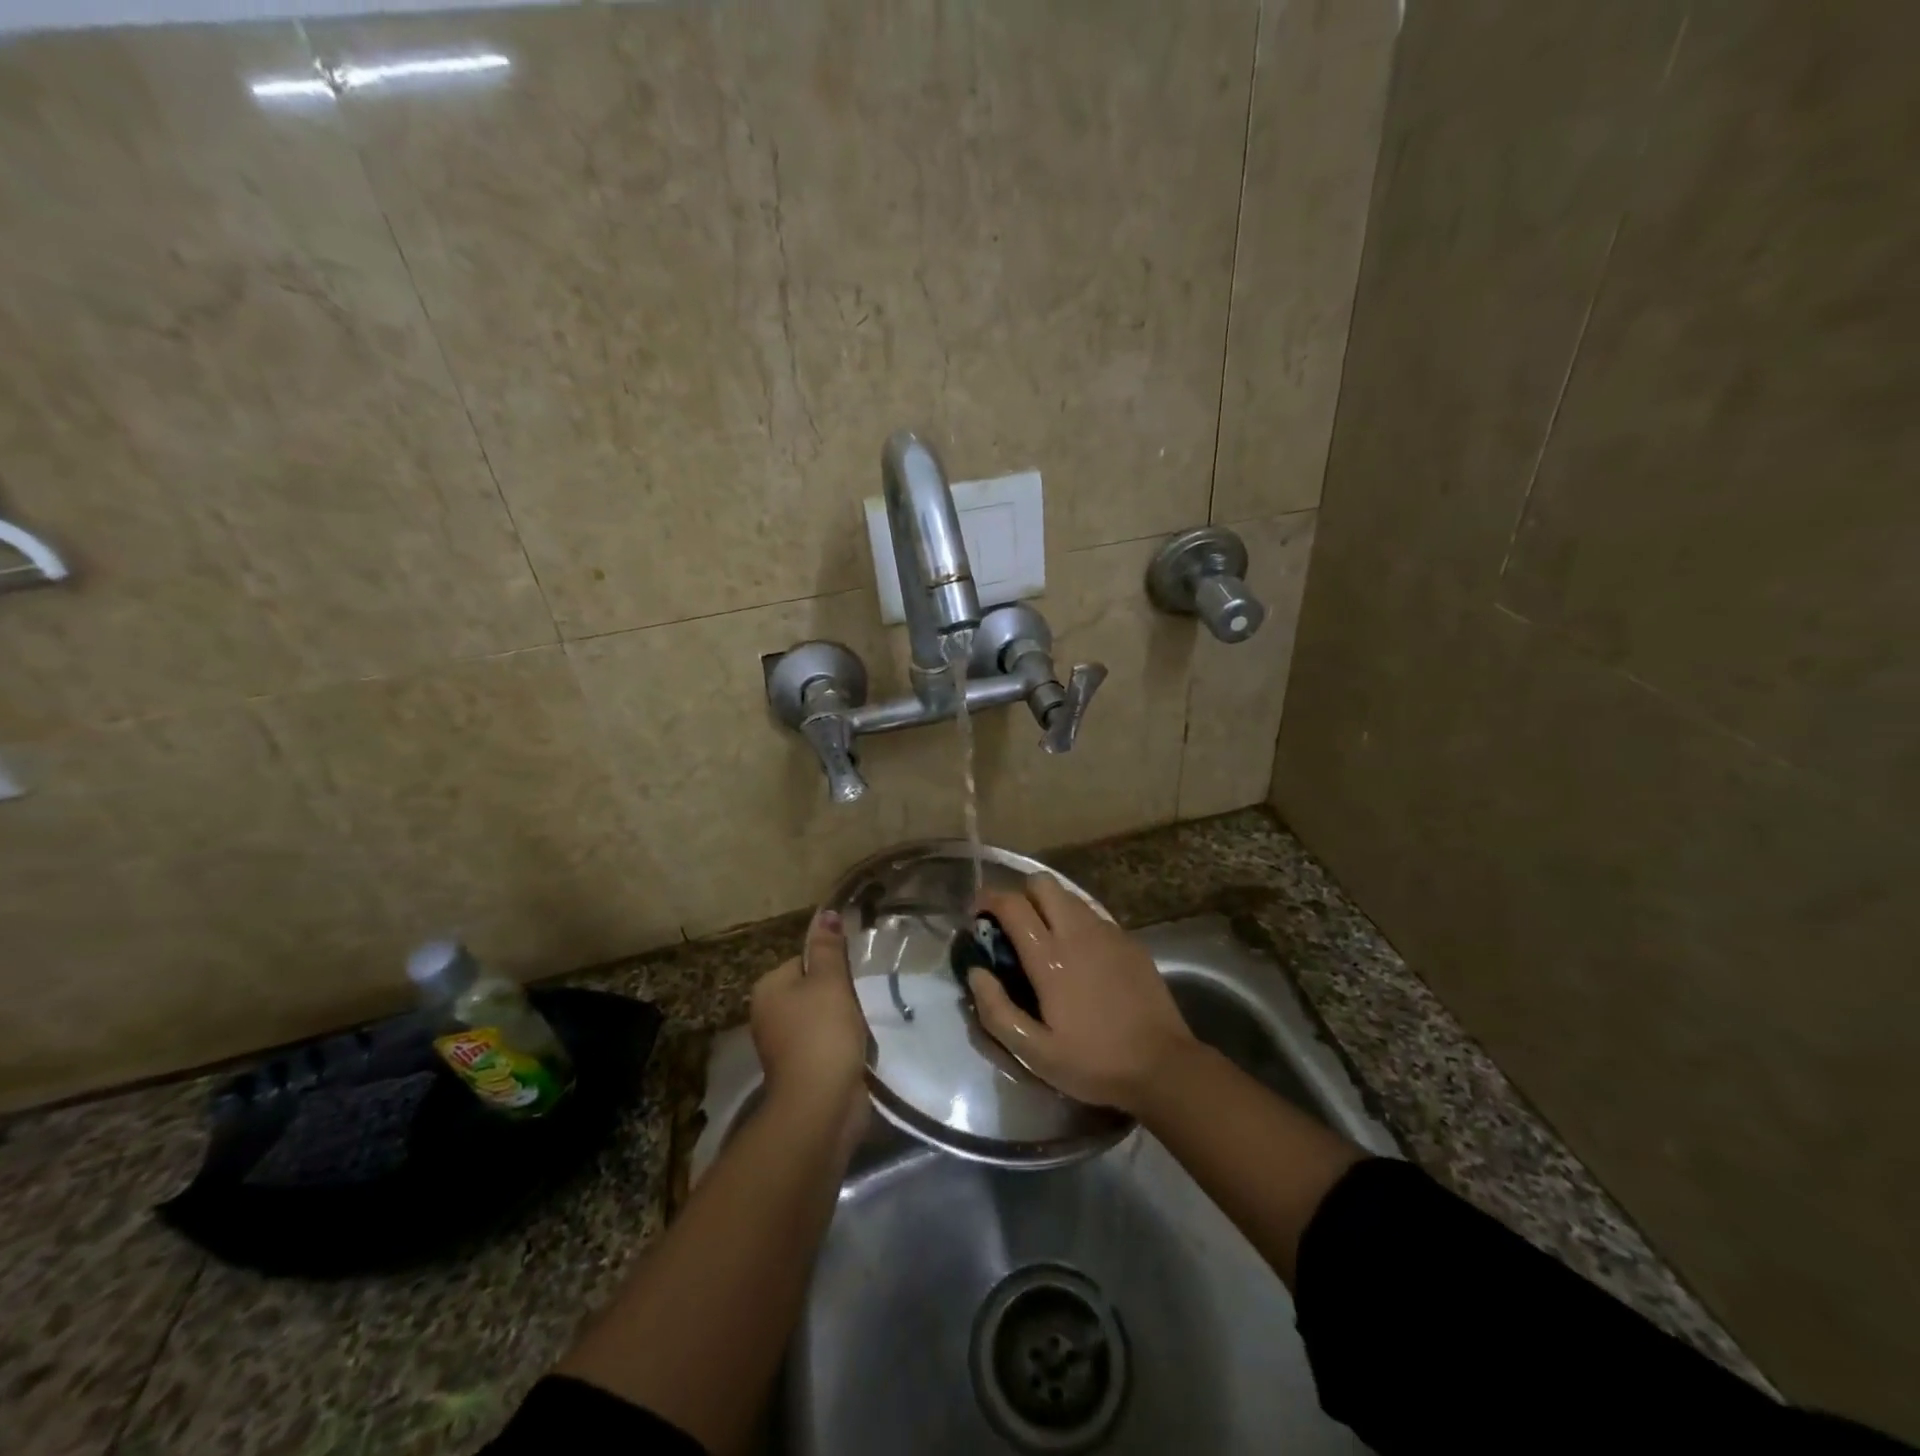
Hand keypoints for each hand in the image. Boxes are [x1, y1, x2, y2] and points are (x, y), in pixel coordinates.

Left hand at [750, 911, 869, 1134]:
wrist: (821, 1104)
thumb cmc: (822, 1033)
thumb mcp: (830, 981)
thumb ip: (829, 947)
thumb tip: (826, 913)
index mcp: (768, 988)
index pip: (803, 960)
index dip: (831, 966)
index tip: (852, 976)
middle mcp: (767, 1014)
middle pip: (811, 989)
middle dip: (838, 995)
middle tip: (860, 1000)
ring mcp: (782, 1045)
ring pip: (820, 1017)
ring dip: (842, 1021)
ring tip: (862, 1025)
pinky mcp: (800, 1070)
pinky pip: (824, 1044)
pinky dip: (840, 1045)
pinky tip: (857, 1049)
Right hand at [969, 875, 1195, 1114]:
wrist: (1163, 1065)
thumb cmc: (1094, 1062)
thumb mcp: (1035, 1053)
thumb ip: (997, 1011)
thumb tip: (976, 972)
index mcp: (1050, 957)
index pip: (1012, 904)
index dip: (988, 899)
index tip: (976, 913)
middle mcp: (1078, 932)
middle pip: (1042, 883)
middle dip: (1020, 895)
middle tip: (1012, 926)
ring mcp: (1108, 933)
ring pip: (1069, 896)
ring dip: (1048, 906)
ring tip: (1044, 939)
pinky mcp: (1129, 941)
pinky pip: (1093, 915)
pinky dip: (1075, 922)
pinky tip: (1079, 956)